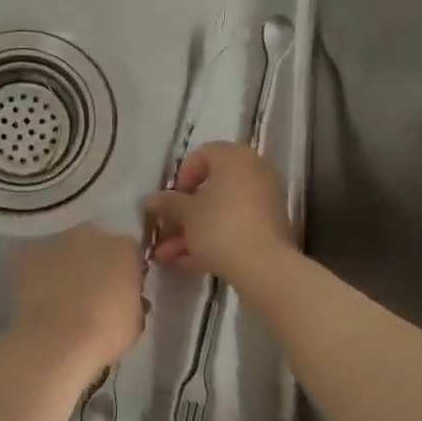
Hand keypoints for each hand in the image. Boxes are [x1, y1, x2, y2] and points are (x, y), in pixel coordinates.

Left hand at [11, 224, 144, 368]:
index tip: (120, 296)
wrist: (57, 340)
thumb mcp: (135, 322)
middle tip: (90, 296)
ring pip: (64, 252)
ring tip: (59, 300)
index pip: (129, 255)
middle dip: (94, 266)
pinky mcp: (27, 253)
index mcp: (124, 248)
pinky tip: (38, 300)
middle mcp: (91, 234)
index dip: (124, 275)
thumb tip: (125, 298)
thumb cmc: (106, 333)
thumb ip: (133, 301)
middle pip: (95, 246)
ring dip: (65, 268)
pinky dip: (38, 276)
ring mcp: (57, 241)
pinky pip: (37, 262)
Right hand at [143, 141, 292, 285]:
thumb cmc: (220, 227)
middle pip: (211, 187)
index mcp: (235, 158)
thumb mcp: (186, 214)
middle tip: (165, 230)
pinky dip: (213, 239)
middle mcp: (254, 173)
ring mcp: (265, 201)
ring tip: (166, 256)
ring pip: (221, 211)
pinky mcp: (270, 228)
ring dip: (192, 231)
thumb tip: (152, 199)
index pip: (203, 154)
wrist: (263, 266)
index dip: (182, 176)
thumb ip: (168, 203)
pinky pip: (235, 226)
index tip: (171, 200)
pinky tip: (187, 262)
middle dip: (183, 212)